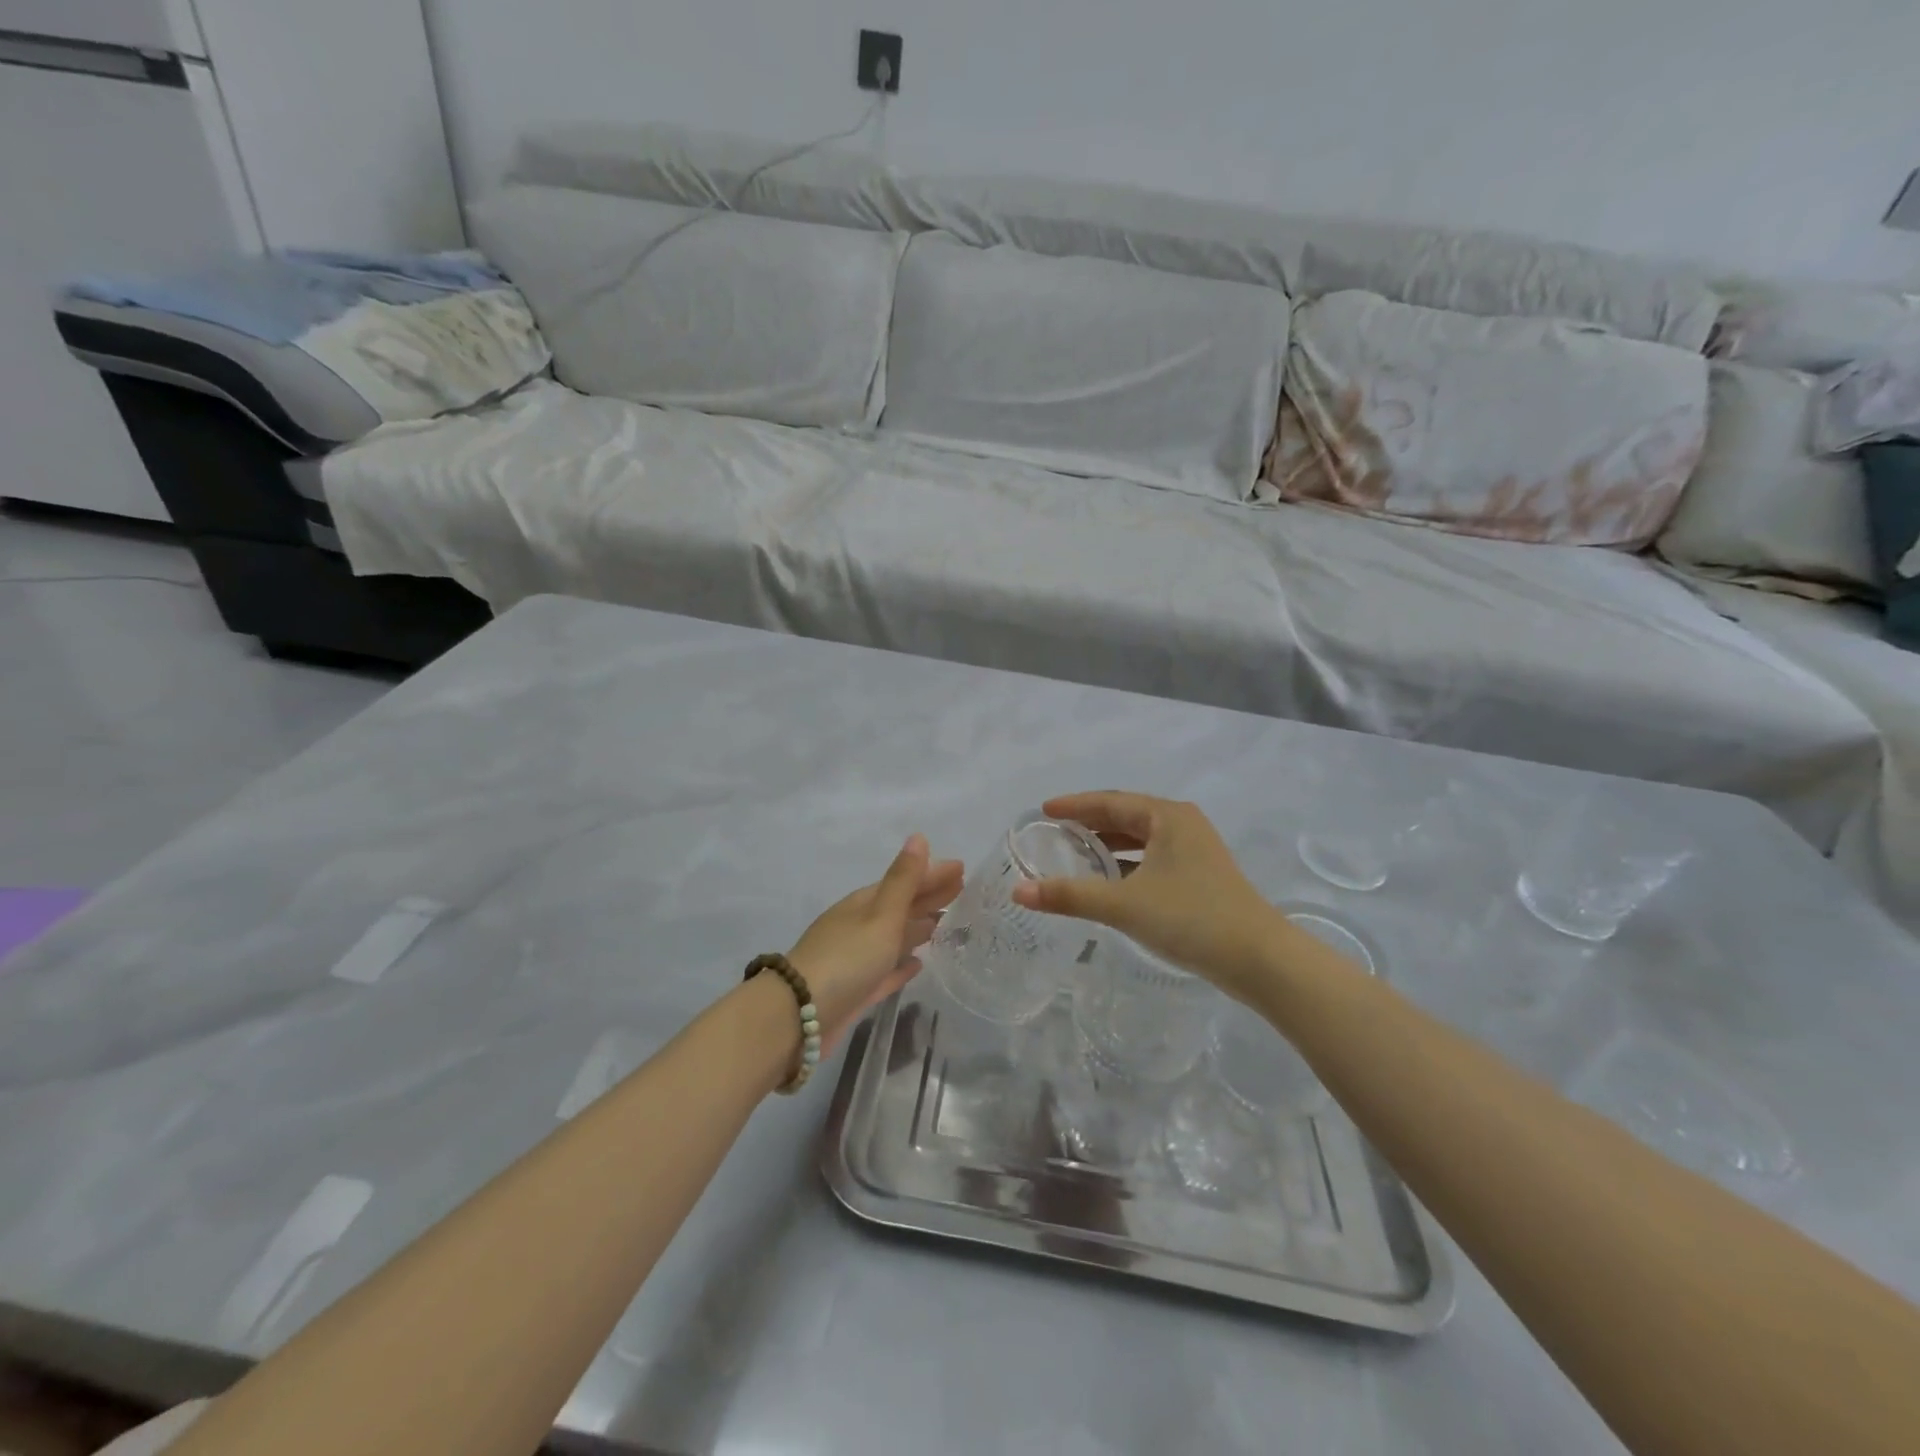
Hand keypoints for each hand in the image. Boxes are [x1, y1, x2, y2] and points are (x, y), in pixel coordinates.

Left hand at [788, 835, 963, 1051]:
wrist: (799, 1017)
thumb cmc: (846, 959)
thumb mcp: (880, 915)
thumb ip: (903, 880)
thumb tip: (918, 837)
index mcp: (864, 905)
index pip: (905, 882)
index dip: (932, 874)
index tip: (962, 868)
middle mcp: (859, 927)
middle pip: (900, 907)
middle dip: (929, 896)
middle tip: (962, 890)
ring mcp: (856, 959)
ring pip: (894, 938)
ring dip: (918, 928)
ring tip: (946, 923)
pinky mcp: (857, 991)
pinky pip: (886, 971)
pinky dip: (903, 964)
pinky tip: (918, 964)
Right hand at [1010, 793, 1284, 998]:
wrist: (1260, 959)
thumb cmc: (1191, 918)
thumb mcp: (1124, 905)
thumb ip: (1070, 895)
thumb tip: (1018, 891)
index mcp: (1167, 817)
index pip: (1110, 801)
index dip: (1074, 805)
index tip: (1043, 810)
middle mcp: (1182, 824)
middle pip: (1125, 816)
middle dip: (1090, 823)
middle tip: (1054, 831)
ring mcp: (1195, 851)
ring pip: (1141, 839)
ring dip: (1108, 845)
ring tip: (1074, 854)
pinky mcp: (1201, 876)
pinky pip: (1152, 859)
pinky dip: (1127, 865)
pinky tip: (1109, 882)